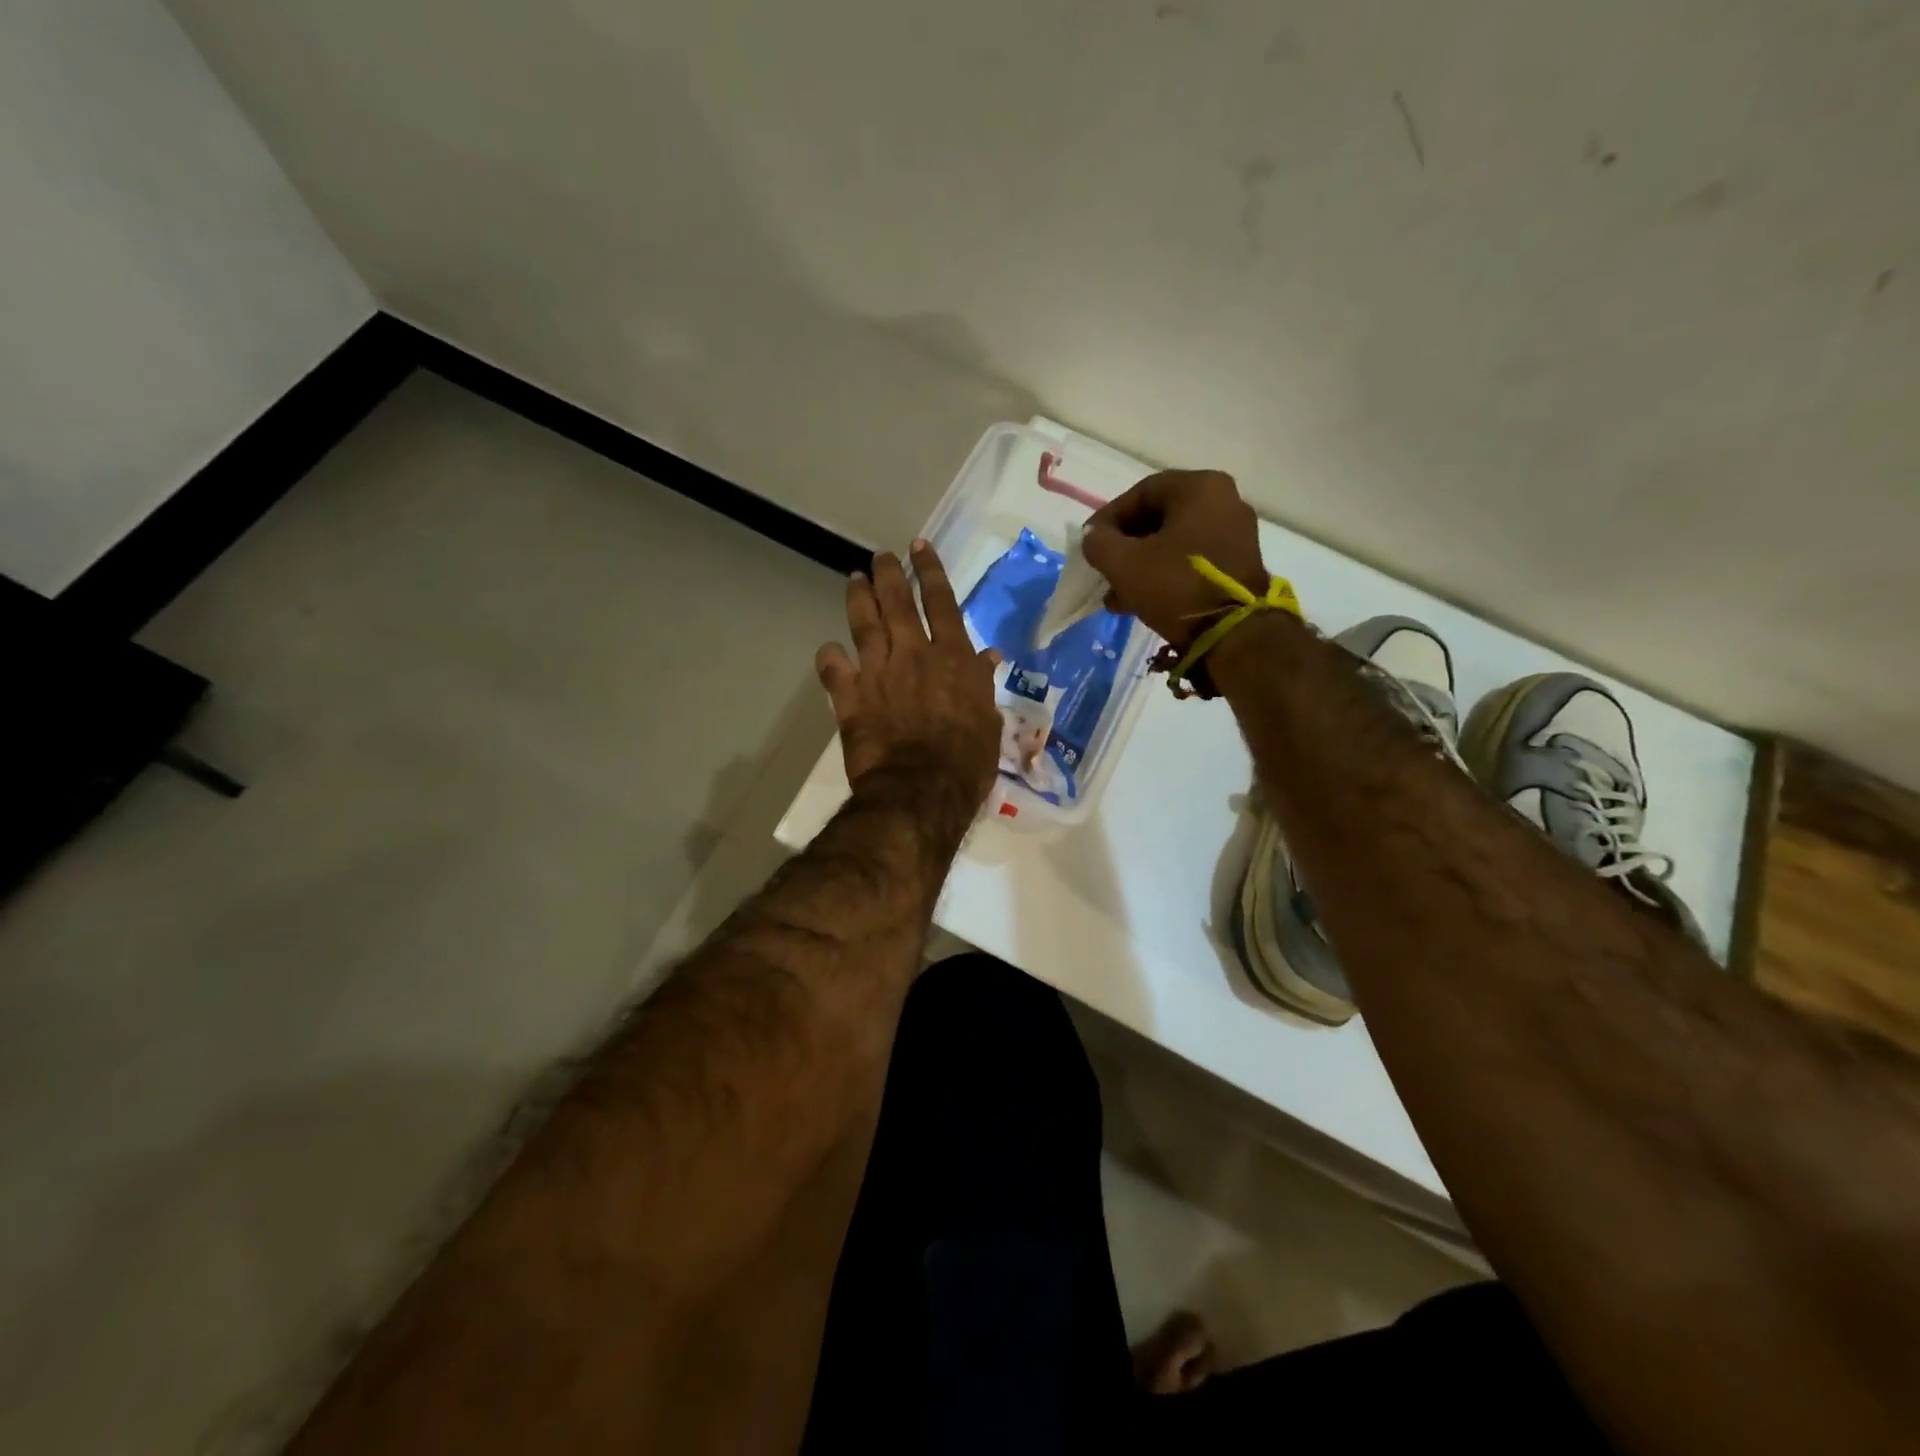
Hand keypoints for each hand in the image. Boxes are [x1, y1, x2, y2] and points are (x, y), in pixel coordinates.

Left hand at [816, 542, 1002, 808]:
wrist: (921, 791)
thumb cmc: (966, 762)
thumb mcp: (988, 722)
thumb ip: (982, 685)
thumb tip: (988, 657)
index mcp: (952, 658)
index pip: (941, 603)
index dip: (930, 571)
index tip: (919, 546)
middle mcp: (913, 655)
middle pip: (897, 603)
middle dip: (889, 574)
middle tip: (881, 556)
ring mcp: (878, 673)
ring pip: (864, 624)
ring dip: (859, 599)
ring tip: (855, 579)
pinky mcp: (850, 698)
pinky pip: (833, 669)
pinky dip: (830, 657)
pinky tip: (829, 649)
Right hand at [1082, 470, 1267, 647]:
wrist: (1232, 634)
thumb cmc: (1176, 585)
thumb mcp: (1124, 563)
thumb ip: (1098, 542)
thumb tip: (1094, 537)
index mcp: (1200, 488)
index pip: (1141, 493)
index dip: (1108, 518)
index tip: (1089, 543)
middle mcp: (1224, 501)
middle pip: (1158, 519)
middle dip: (1124, 547)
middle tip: (1102, 570)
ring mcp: (1236, 533)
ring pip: (1173, 543)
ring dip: (1140, 566)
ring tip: (1115, 596)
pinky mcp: (1239, 564)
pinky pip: (1191, 560)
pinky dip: (1163, 575)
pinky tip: (1138, 602)